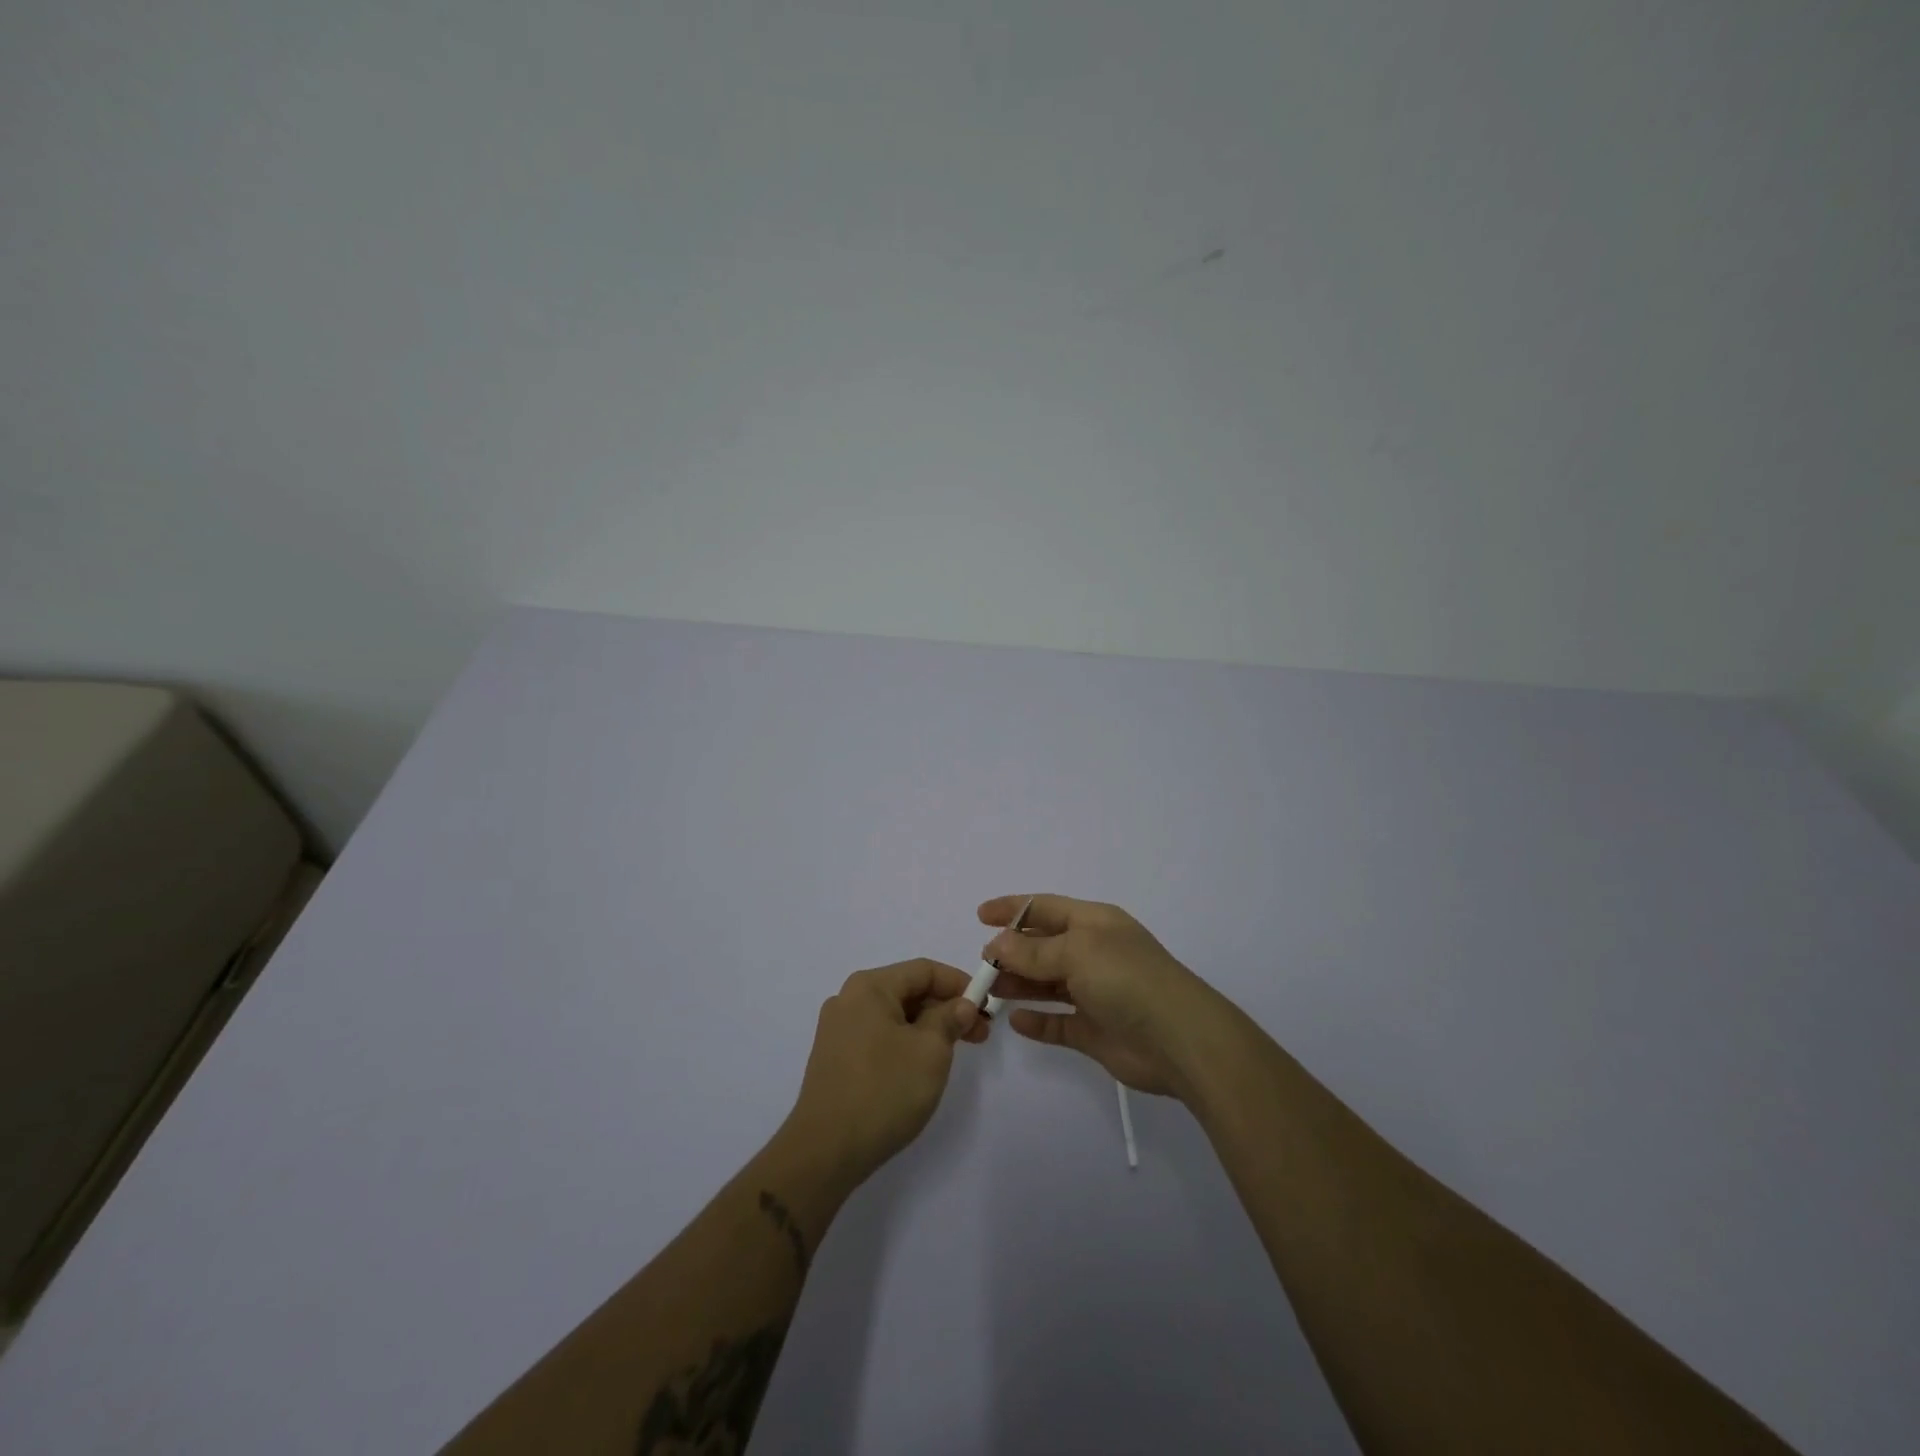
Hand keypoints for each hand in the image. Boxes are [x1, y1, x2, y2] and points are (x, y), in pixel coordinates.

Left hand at [785, 959, 988, 1184]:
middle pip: (908, 991)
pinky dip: (905, 1043)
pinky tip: (920, 1068)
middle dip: (946, 1008)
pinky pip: (878, 1037)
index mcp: (869, 987)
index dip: (960, 984)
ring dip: (928, 1028)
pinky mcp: (835, 1059)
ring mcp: (838, 1030)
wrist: (825, 1151)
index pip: (924, 970)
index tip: (986, 1006)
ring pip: (894, 1016)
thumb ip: (950, 1019)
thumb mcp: (930, 1051)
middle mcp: (849, 999)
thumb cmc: (884, 1091)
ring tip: (954, 1053)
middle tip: (979, 1034)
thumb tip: (960, 1005)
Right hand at [980, 894, 1230, 1099]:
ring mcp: (1095, 993)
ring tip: (990, 991)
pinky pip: (1058, 1022)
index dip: (1013, 909)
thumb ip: (1033, 950)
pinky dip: (1037, 1021)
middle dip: (1012, 952)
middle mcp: (1094, 953)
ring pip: (1047, 984)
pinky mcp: (1095, 1030)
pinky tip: (1015, 1022)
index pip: (1046, 908)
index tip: (980, 916)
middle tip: (982, 965)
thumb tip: (997, 943)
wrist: (1179, 1039)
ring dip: (1019, 985)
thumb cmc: (1126, 979)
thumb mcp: (1077, 952)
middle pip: (1043, 947)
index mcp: (1094, 923)